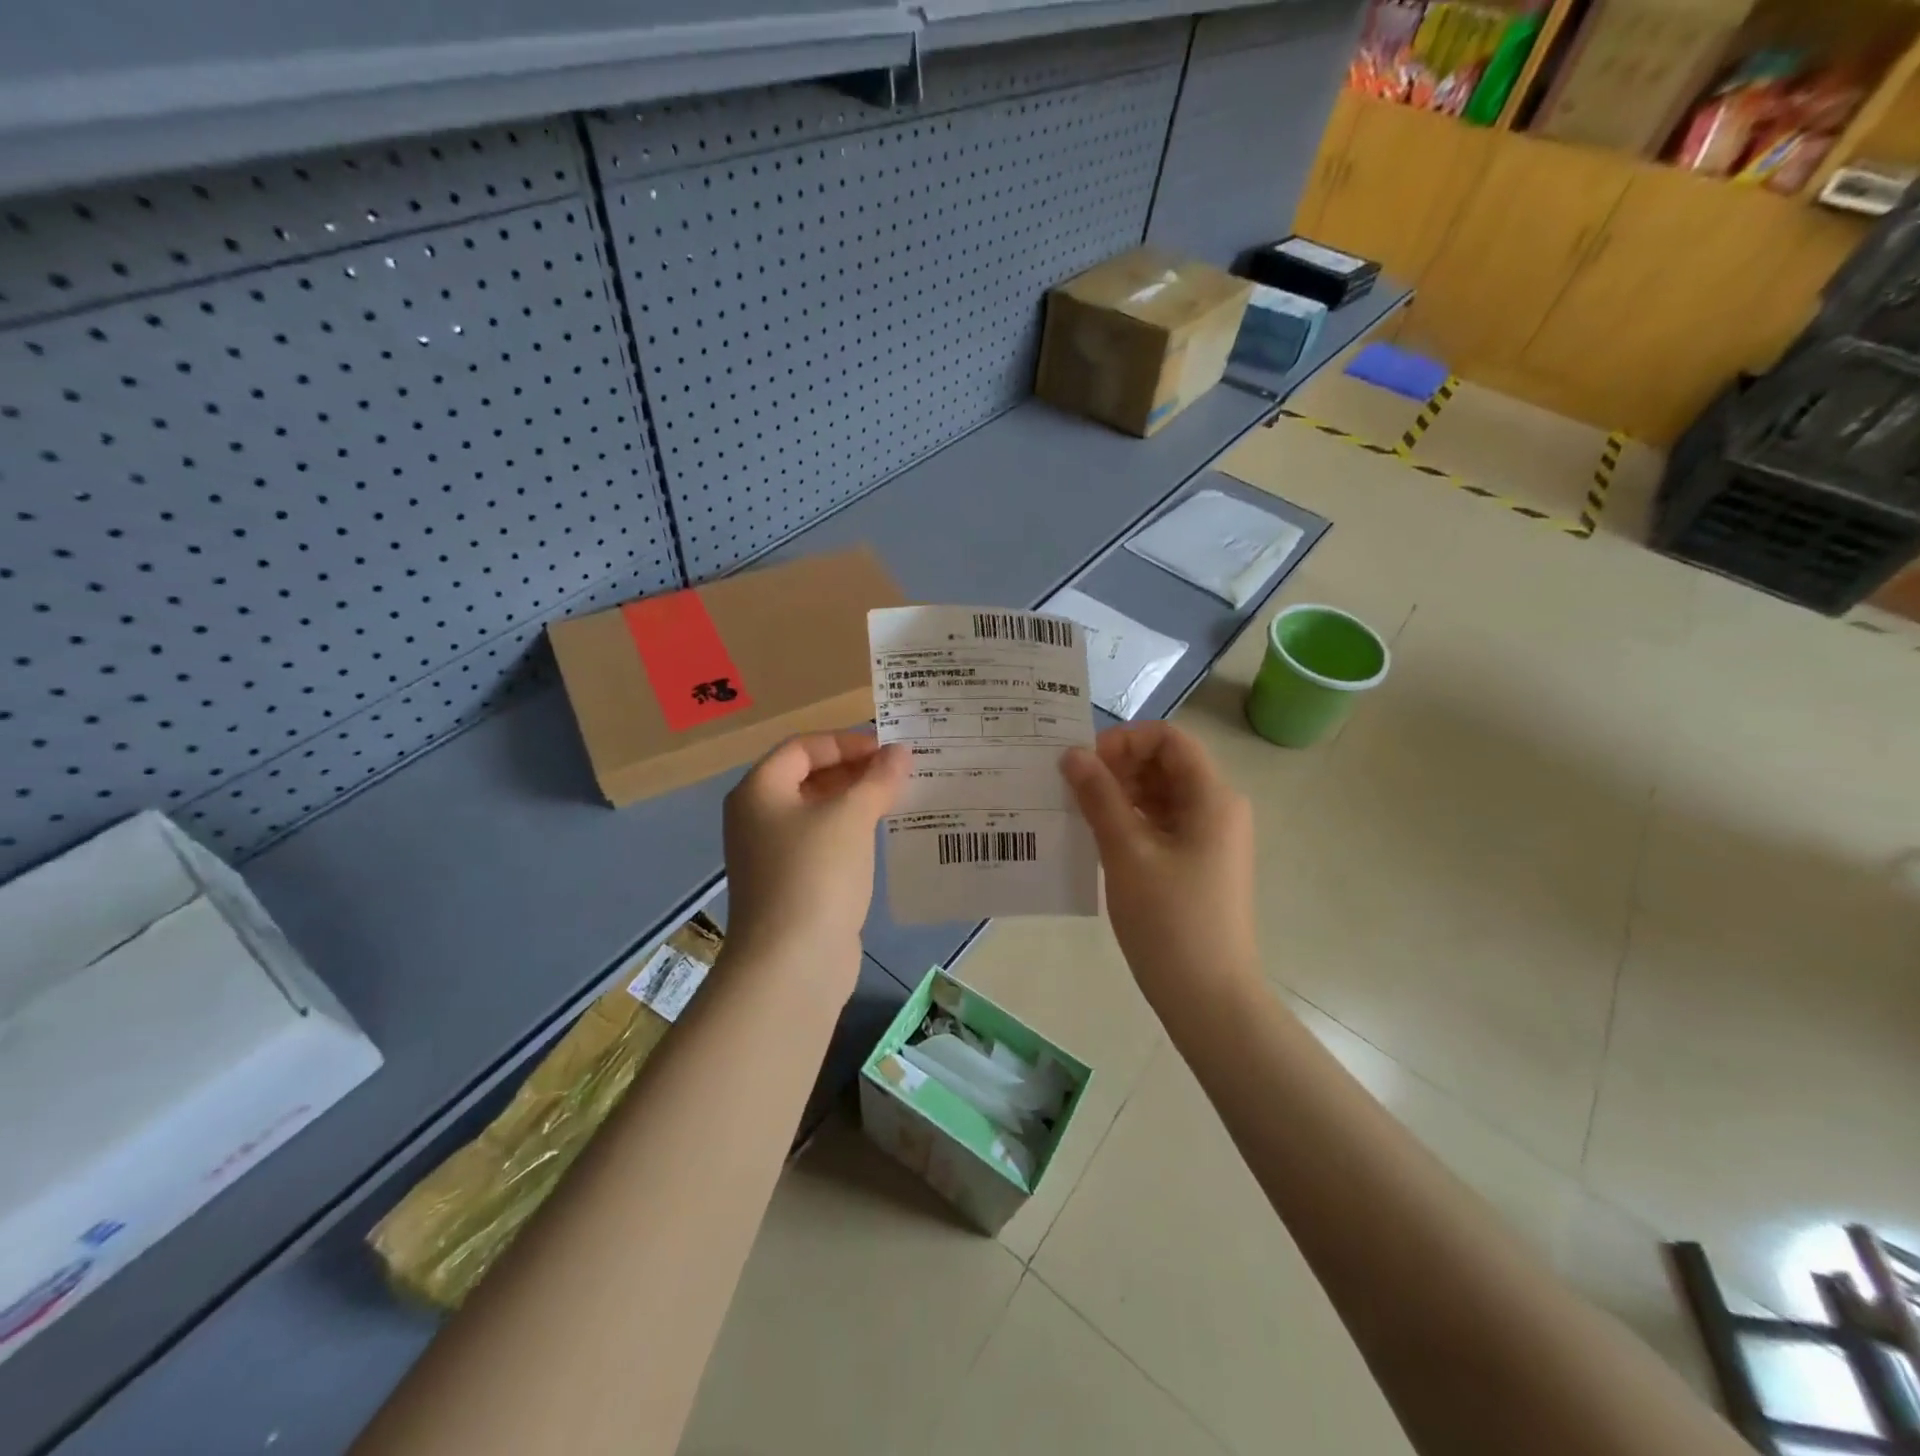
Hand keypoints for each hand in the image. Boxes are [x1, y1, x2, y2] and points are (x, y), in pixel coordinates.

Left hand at [722, 731, 907, 984]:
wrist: (792, 963)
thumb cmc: (816, 874)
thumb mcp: (851, 817)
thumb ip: (877, 779)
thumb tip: (899, 753)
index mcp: (759, 791)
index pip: (803, 747)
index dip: (846, 742)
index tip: (888, 751)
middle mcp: (757, 818)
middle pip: (807, 778)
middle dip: (854, 772)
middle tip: (899, 774)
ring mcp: (771, 855)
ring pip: (817, 813)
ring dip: (855, 803)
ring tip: (898, 801)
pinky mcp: (790, 885)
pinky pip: (822, 845)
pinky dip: (850, 835)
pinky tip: (881, 839)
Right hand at [1061, 723, 1258, 1010]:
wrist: (1208, 996)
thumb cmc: (1170, 921)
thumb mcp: (1127, 853)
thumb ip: (1099, 797)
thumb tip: (1072, 754)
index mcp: (1212, 797)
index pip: (1168, 739)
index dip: (1125, 741)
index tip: (1086, 765)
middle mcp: (1217, 808)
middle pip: (1165, 763)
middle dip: (1118, 767)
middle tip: (1073, 789)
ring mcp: (1209, 836)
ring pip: (1161, 793)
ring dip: (1120, 794)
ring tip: (1079, 812)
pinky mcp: (1197, 861)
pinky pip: (1161, 822)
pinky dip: (1130, 819)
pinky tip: (1098, 836)